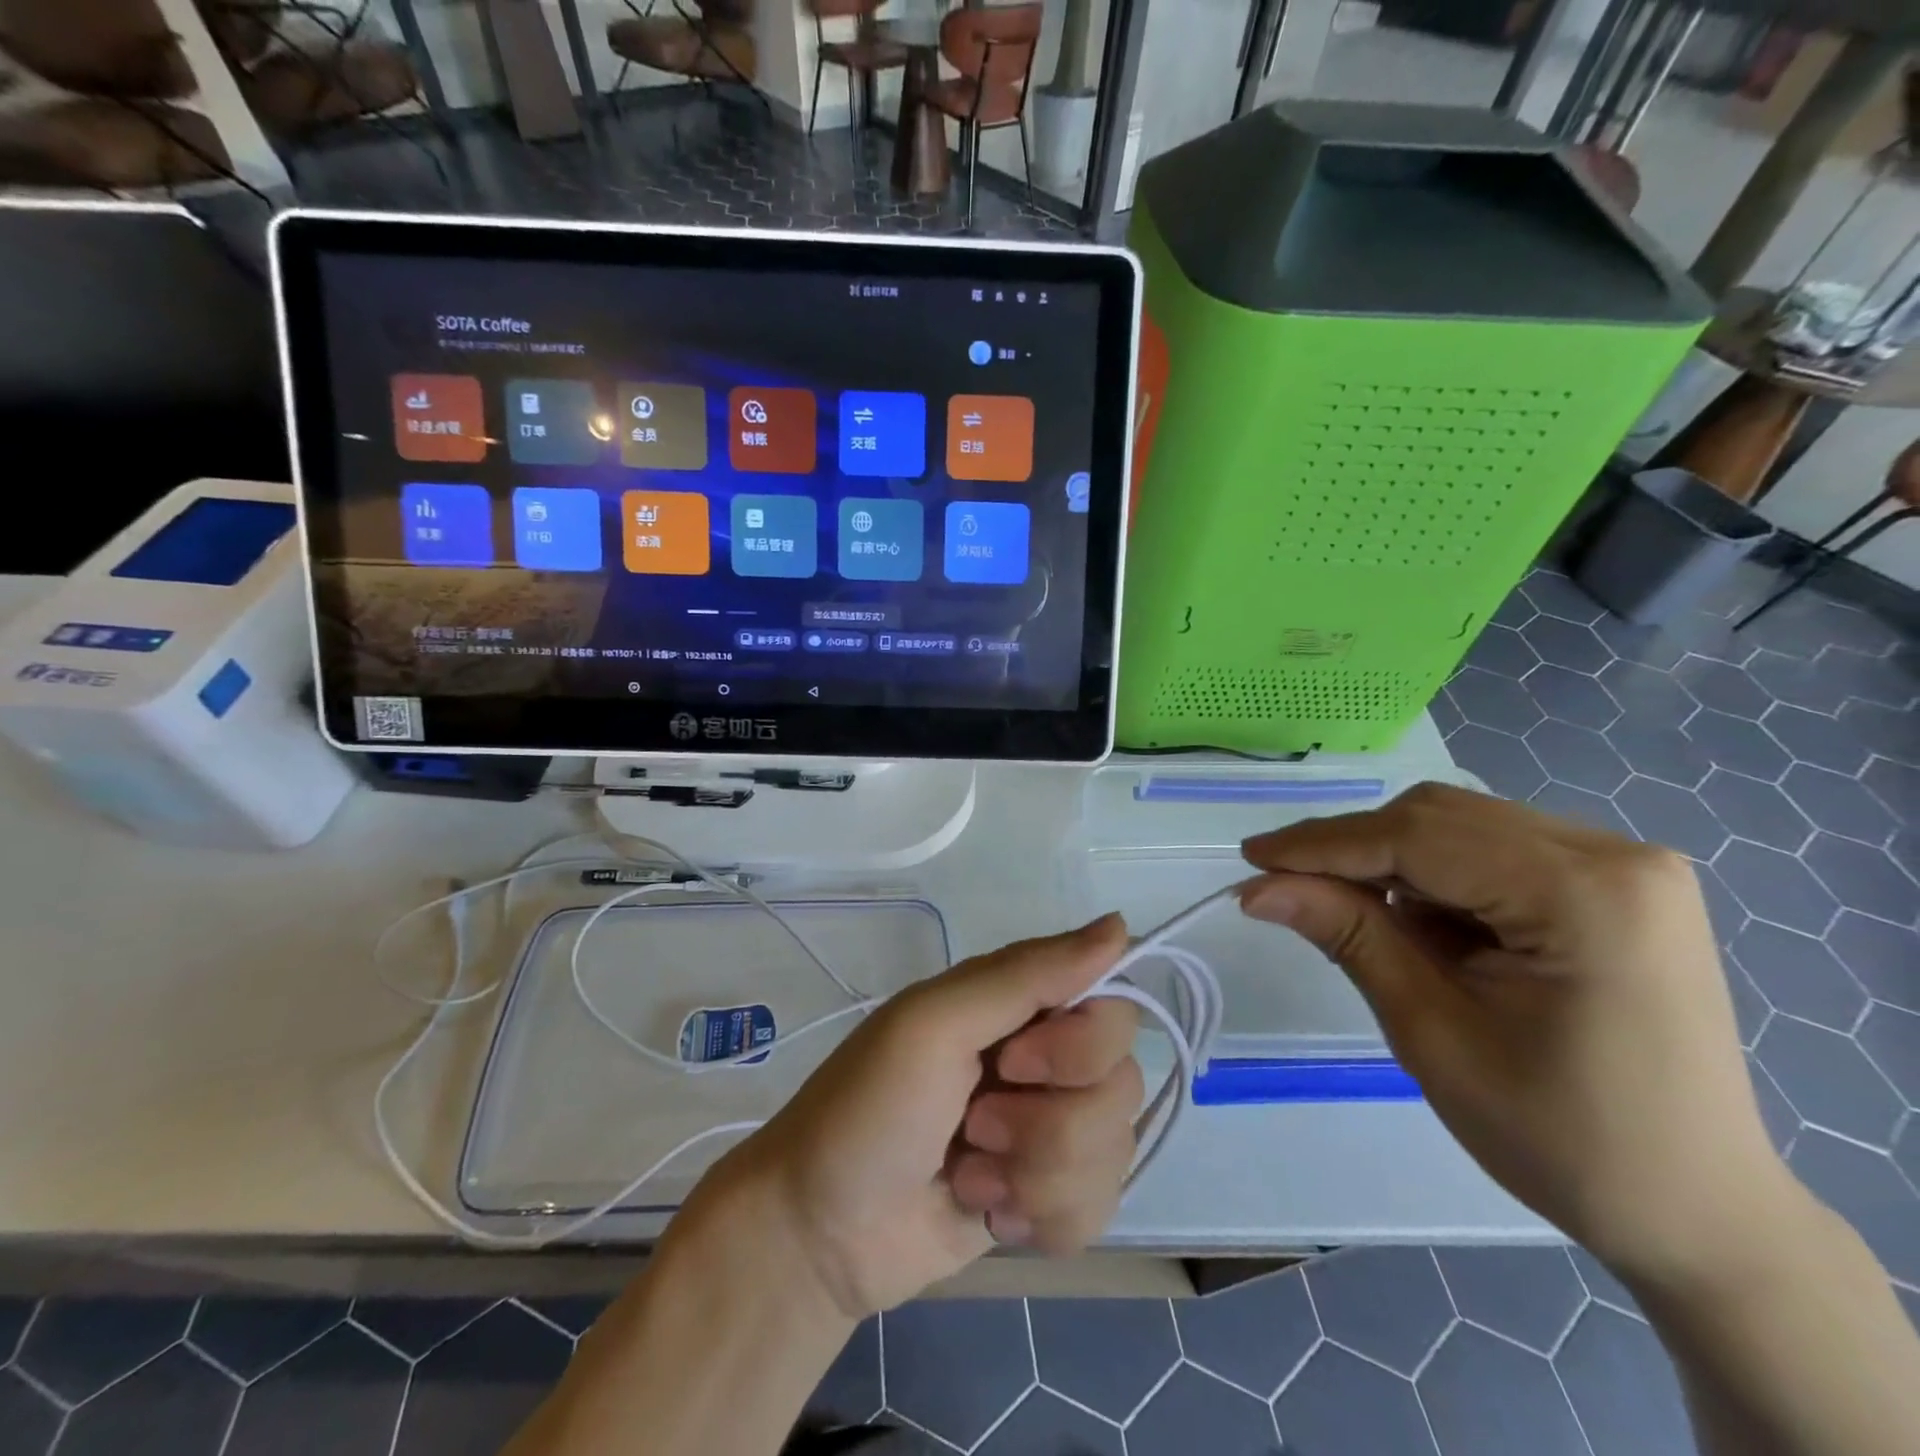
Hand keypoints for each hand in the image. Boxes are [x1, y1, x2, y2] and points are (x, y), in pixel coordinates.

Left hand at [689, 916, 1141, 1320]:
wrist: (821, 1233)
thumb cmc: (869, 1108)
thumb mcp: (935, 1023)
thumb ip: (1027, 974)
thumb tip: (1121, 925)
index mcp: (1019, 1004)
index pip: (1111, 1007)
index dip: (1078, 1047)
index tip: (1016, 1063)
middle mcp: (1045, 1058)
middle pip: (1122, 1083)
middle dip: (1048, 1124)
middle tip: (975, 1126)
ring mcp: (1050, 1130)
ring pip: (1114, 1150)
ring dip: (1037, 1175)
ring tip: (969, 1173)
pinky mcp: (1050, 1196)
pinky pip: (1100, 1206)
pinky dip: (1042, 1219)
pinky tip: (989, 1214)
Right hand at [1240, 783, 1792, 1285]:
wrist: (1696, 1211)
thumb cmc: (1562, 1138)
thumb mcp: (1432, 1032)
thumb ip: (1348, 936)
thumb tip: (1259, 887)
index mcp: (1587, 894)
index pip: (1419, 837)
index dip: (1323, 844)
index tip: (1250, 858)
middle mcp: (1615, 855)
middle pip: (1441, 818)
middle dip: (1354, 849)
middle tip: (1282, 884)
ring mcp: (1624, 866)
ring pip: (1462, 828)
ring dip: (1391, 863)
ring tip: (1347, 911)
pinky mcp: (1615, 885)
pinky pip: (1493, 853)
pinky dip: (1435, 878)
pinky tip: (1415, 923)